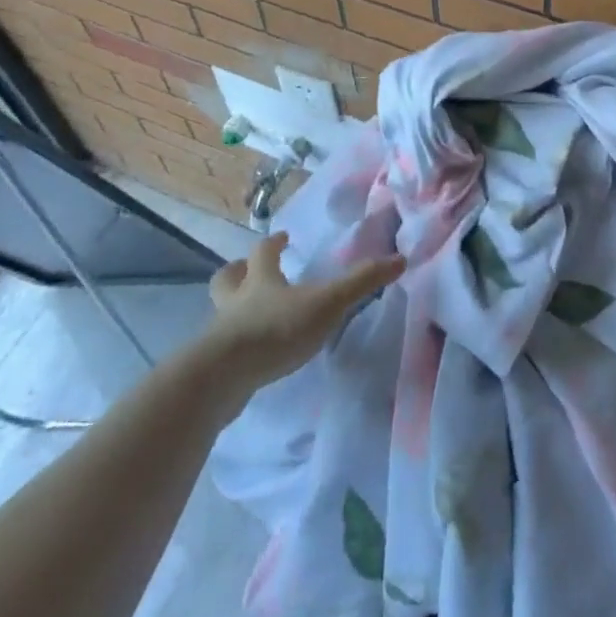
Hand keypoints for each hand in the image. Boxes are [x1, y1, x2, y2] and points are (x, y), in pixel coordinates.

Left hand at [206, 233, 404, 389]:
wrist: (223, 379)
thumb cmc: (276, 330)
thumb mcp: (327, 303)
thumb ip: (362, 283)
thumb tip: (401, 259)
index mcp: (260, 280)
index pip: (263, 251)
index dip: (273, 243)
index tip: (284, 237)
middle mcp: (235, 301)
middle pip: (227, 278)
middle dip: (238, 272)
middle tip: (247, 270)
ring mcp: (220, 335)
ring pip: (221, 313)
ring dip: (233, 309)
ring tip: (249, 316)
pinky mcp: (214, 367)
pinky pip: (222, 349)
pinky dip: (234, 347)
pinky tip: (249, 358)